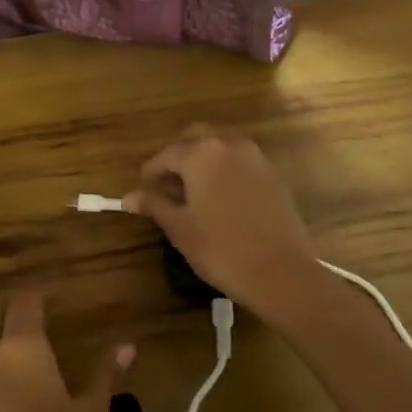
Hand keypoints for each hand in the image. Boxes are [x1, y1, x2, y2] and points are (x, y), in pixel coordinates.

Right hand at [123, 126, 320, 318]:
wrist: (281, 272)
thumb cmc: (221, 250)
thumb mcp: (180, 228)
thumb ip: (154, 204)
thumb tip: (130, 196)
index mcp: (202, 153)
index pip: (166, 155)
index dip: (150, 173)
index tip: (142, 192)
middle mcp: (229, 144)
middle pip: (195, 139)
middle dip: (178, 159)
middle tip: (167, 188)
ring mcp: (256, 157)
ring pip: (220, 148)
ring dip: (202, 163)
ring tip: (192, 196)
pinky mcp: (273, 174)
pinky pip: (240, 163)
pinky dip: (225, 172)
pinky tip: (220, 202)